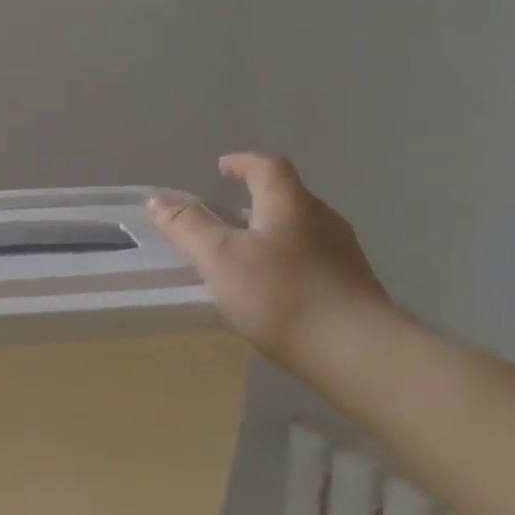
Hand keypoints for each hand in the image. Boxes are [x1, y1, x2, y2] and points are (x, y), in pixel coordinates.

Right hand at [150, 154, 388, 372]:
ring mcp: (343, 255)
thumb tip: (156, 200)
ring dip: (270, 235)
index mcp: (290, 203)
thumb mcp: (220, 257)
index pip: (266, 167)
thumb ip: (188, 227)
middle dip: (254, 203)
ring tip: (243, 258)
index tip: (222, 168)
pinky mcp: (353, 288)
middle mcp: (322, 220)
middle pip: (286, 199)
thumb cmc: (281, 294)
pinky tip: (273, 292)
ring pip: (299, 232)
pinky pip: (312, 262)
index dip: (243, 163)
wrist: (357, 352)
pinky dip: (287, 264)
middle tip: (225, 218)